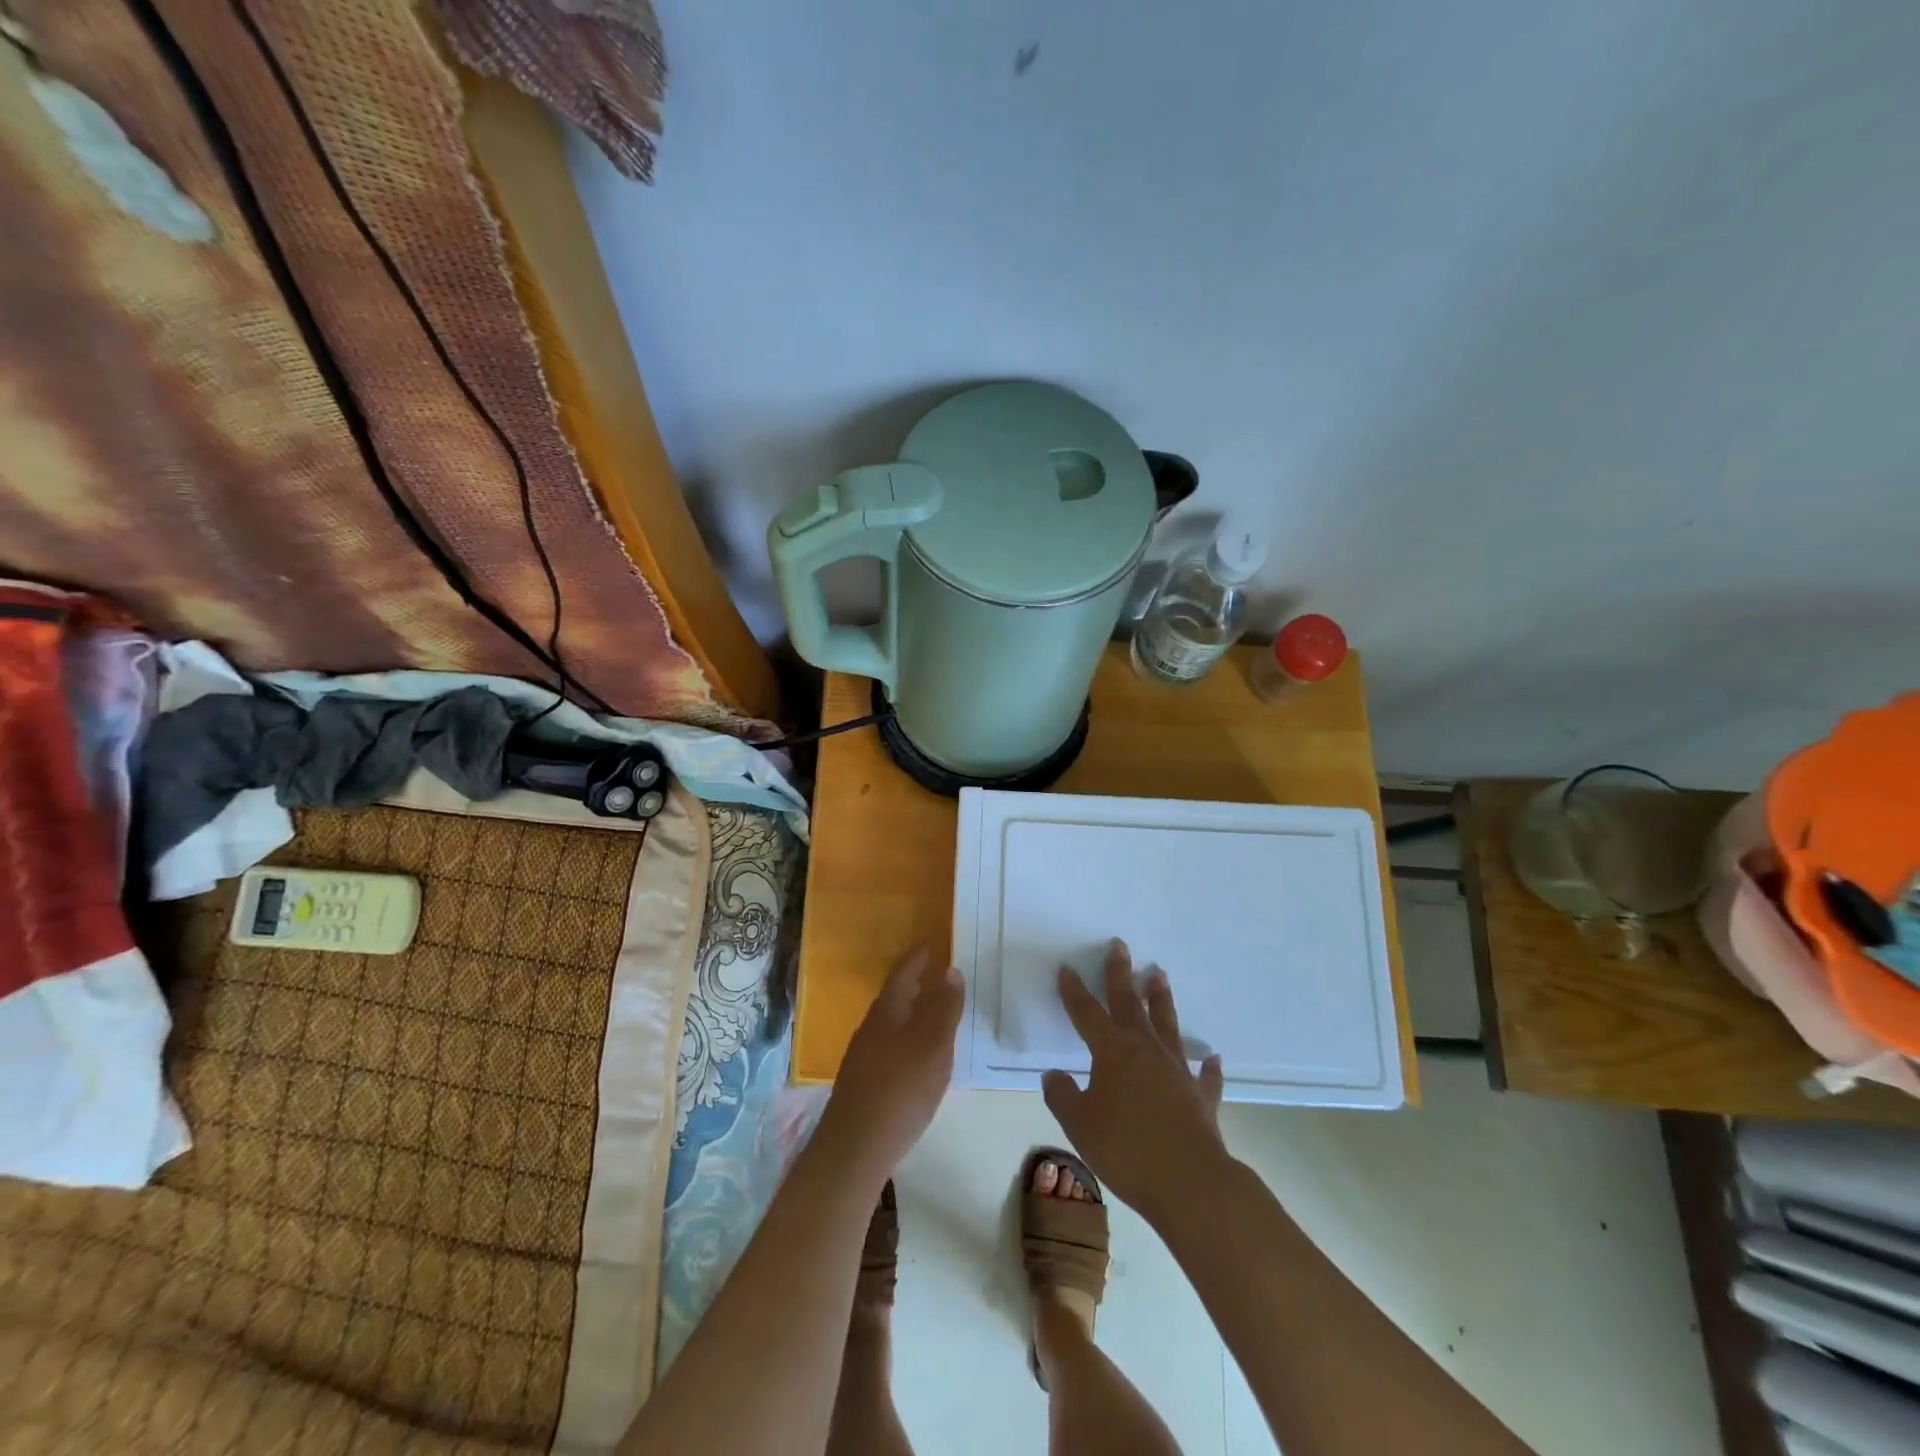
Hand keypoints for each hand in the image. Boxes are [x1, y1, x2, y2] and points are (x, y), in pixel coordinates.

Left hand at [818, 946, 963, 1185]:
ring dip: (912, 1013)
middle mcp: (871, 1026)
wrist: (855, 1146)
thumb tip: (950, 970)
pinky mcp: (863, 1082)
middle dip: (916, 984)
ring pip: (891, 1023)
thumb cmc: (901, 1088)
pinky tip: (918, 1058)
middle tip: (939, 977)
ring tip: (935, 1016)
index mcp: (887, 1010)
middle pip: (895, 996)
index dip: (919, 958)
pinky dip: (907, 1039)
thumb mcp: (933, 1045)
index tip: (933, 945)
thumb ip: (944, 1008)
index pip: (903, 972)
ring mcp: (863, 1055)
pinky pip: (889, 1046)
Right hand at [1043, 940, 1227, 1223]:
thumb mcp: (1079, 1125)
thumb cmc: (1126, 1149)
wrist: (1189, 1182)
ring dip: (1161, 1000)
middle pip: (1130, 1004)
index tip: (1067, 968)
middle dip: (1121, 974)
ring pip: (1167, 1025)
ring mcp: (1177, 1071)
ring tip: (1159, 975)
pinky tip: (1213, 1058)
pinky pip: (1205, 1076)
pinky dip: (1209, 1067)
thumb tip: (1053, 1076)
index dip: (1074, 991)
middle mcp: (1146, 1050)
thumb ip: (1062, 1096)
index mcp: (1112, 1051)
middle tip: (1120, 946)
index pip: (1087, 1013)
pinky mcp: (1201, 1096)